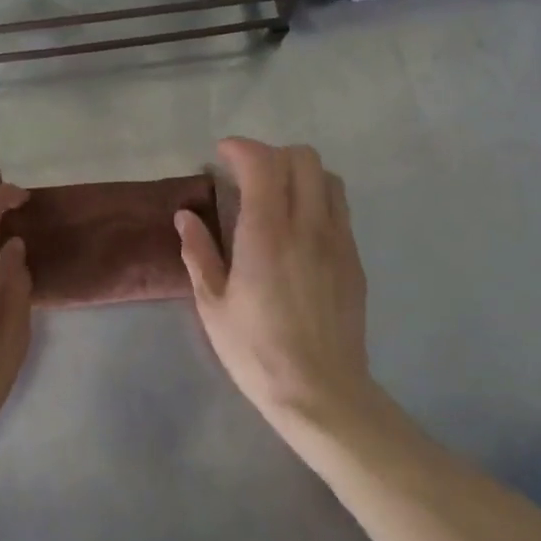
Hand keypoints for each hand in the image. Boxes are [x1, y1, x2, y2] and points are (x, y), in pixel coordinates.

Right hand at [176, 138, 373, 441]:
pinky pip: (339, 208)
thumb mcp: (212, 304)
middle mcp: (308, 226)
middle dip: (271, 154)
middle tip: (246, 175)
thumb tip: (186, 216)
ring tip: (275, 195)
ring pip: (328, 178)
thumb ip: (198, 252)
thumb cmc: (256, 350)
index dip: (241, 148)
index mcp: (267, 233)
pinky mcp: (354, 259)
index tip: (221, 155)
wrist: (321, 393)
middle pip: (303, 158)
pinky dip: (317, 198)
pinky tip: (297, 228)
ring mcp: (338, 241)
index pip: (263, 163)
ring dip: (299, 173)